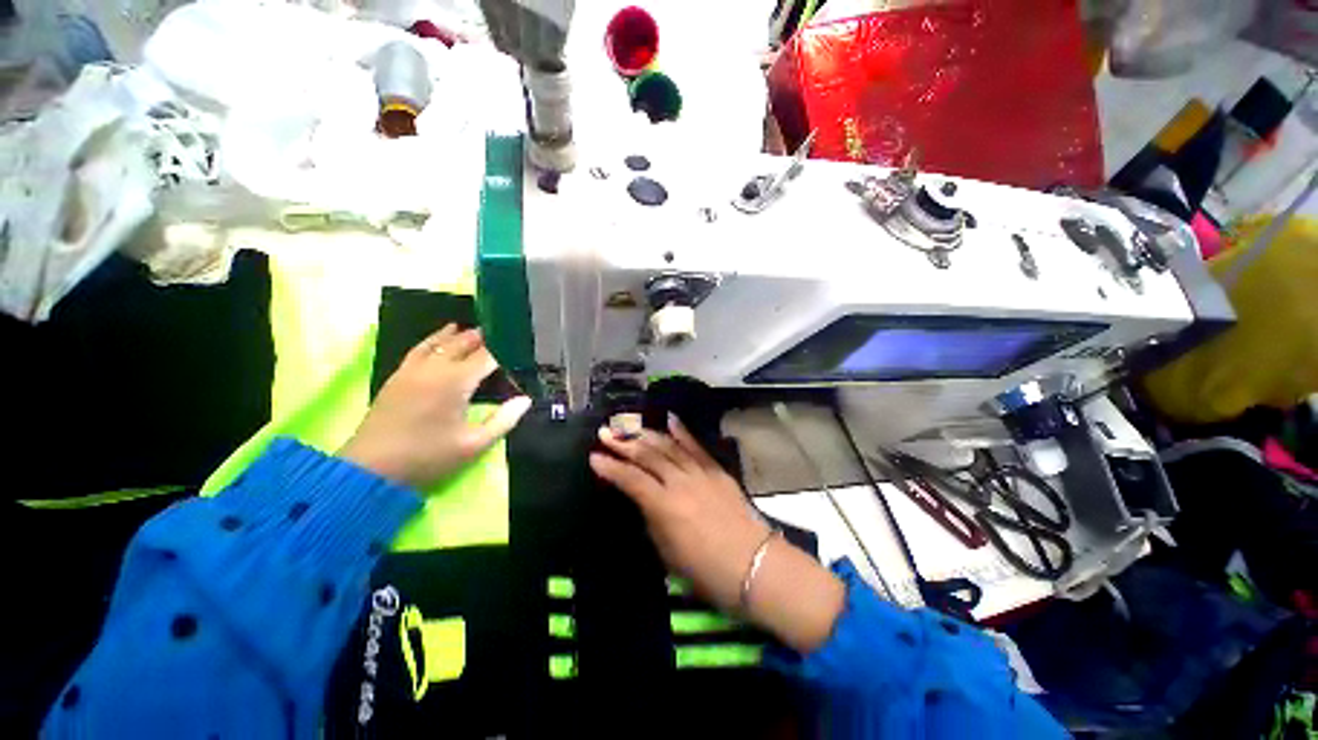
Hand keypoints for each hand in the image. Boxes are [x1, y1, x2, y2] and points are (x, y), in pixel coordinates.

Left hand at [339, 325, 531, 489]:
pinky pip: (417, 350)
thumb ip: (504, 420)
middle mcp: (433, 369)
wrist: (370, 470)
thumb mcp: (473, 445)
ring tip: (467, 329)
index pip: (485, 357)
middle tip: (497, 333)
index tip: (517, 348)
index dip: (503, 351)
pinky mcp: (396, 378)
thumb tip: (525, 400)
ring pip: (436, 343)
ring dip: (454, 335)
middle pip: (460, 344)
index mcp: (455, 382)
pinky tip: (436, 342)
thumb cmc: (427, 457)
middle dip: (480, 338)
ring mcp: (411, 371)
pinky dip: (431, 341)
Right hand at [589, 416, 772, 609]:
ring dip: (646, 434)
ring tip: (629, 426)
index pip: (631, 479)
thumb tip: (645, 500)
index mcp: (664, 506)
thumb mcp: (668, 552)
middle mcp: (680, 482)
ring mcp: (700, 472)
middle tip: (605, 433)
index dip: (611, 468)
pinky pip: (696, 446)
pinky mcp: (716, 470)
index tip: (594, 457)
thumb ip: (653, 520)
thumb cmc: (707, 570)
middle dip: (624, 443)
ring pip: (669, 446)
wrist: (754, 564)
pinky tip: (670, 419)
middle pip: (648, 456)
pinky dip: (682, 432)